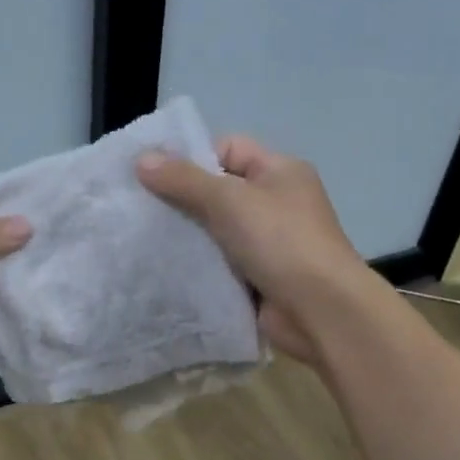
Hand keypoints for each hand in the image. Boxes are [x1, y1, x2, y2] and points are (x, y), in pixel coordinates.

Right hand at [136, 137, 366, 362]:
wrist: (320, 310)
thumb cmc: (280, 242)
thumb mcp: (229, 201)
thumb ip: (184, 180)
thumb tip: (141, 159)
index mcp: (280, 172)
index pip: (228, 149)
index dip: (191, 158)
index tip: (152, 176)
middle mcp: (277, 203)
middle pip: (219, 192)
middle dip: (182, 200)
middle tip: (140, 210)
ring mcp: (269, 243)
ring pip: (216, 231)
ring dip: (188, 238)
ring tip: (146, 240)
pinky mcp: (259, 278)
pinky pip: (220, 264)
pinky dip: (199, 267)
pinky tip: (167, 270)